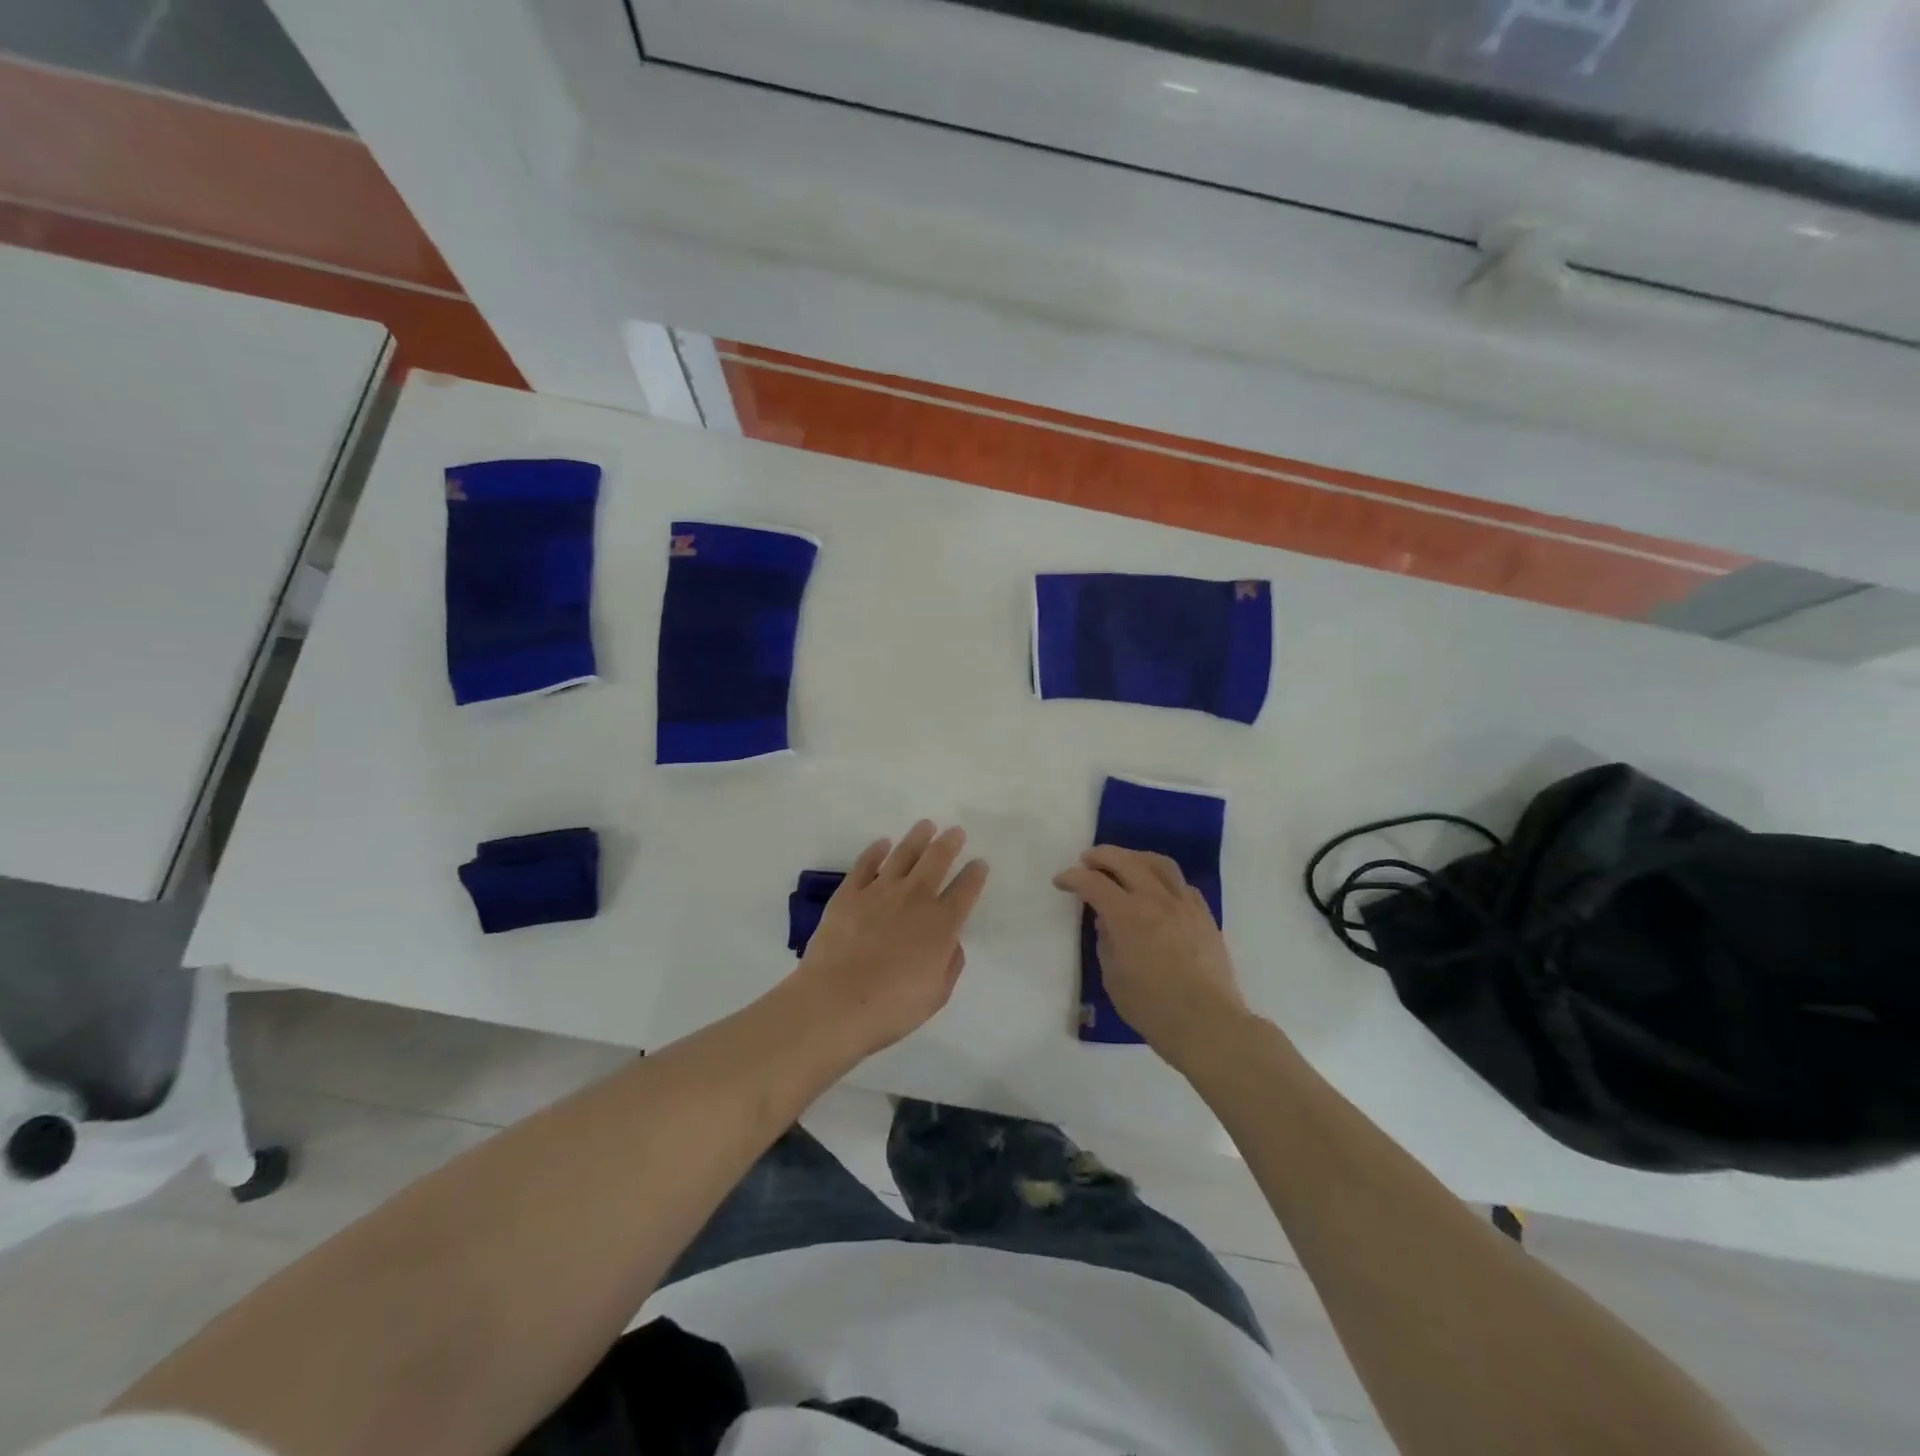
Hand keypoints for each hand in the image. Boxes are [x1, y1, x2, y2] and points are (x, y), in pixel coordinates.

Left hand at [790, 821, 989, 1060]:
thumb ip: (950, 963)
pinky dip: (876, 851)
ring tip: (926, 825)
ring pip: (904, 854)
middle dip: (950, 843)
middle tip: (955, 831)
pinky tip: (882, 844)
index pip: (966, 890)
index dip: (975, 874)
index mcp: (941, 924)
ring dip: (918, 837)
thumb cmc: (891, 1008)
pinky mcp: (849, 893)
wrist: (835, 1002)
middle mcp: (914, 898)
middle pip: (937, 860)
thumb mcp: (937, 994)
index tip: (980, 863)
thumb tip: (951, 942)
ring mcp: (879, 891)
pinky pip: (866, 863)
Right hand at [1053, 846, 1250, 1068]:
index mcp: (1127, 915)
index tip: (1061, 881)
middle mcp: (1156, 899)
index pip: (1094, 883)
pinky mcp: (1204, 916)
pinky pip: (1181, 884)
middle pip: (1126, 861)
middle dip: (1101, 856)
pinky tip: (1158, 890)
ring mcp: (1184, 904)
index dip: (1073, 878)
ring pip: (1159, 863)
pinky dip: (1163, 879)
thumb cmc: (1152, 1007)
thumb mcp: (1113, 977)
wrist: (1207, 1023)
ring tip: (1124, 863)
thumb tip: (1107, 924)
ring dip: (1135, 858)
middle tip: (1087, 860)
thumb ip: (1106, 942)